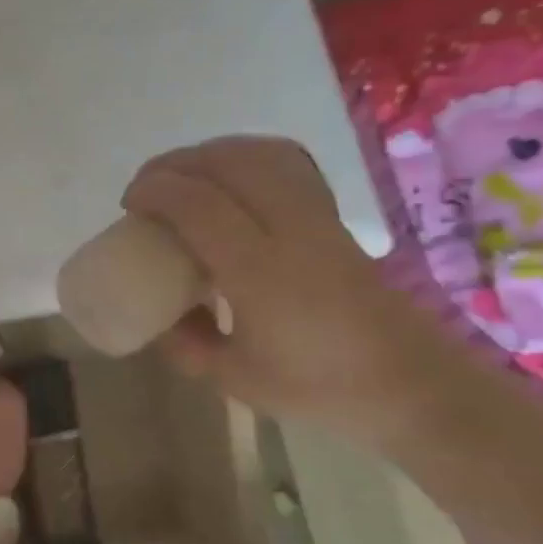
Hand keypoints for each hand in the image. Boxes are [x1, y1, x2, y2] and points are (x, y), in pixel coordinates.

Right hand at [123, 136, 465, 448]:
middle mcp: (291, 233)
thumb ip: (184, 342)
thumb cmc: (318, 389)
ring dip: (211, 154)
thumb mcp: (232, 379)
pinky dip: (249, 156)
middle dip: (176, 164)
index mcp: (259, 274)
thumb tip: (158, 314)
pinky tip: (230, 177)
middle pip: (228, 164)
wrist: (413, 388)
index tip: (129, 203)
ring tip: (183, 178)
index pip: (198, 205)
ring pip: (261, 154)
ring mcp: (319, 220)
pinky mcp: (334, 219)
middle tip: (147, 188)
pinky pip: (289, 164)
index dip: (155, 191)